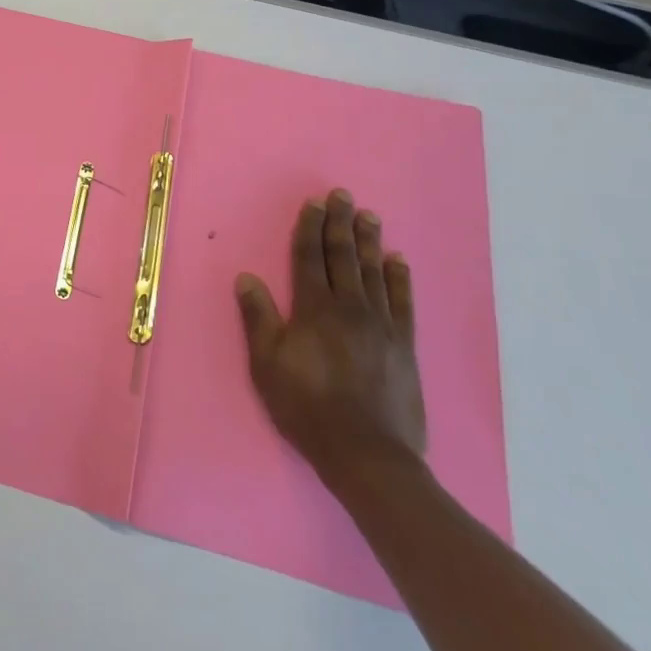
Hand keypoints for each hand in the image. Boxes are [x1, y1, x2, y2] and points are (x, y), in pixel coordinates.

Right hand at [235, 189, 425, 483]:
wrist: (367, 454)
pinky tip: (398, 261)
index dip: (310, 228)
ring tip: (369, 216)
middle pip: (344, 257)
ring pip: (374, 272)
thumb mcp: (267, 365)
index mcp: (314, 309)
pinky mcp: (404, 346)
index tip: (314, 203)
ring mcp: (382, 326)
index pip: (310, 258)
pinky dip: (400, 279)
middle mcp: (350, 308)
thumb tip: (246, 277)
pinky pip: (403, 303)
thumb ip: (259, 318)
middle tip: (344, 196)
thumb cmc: (307, 406)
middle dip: (341, 224)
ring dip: (370, 242)